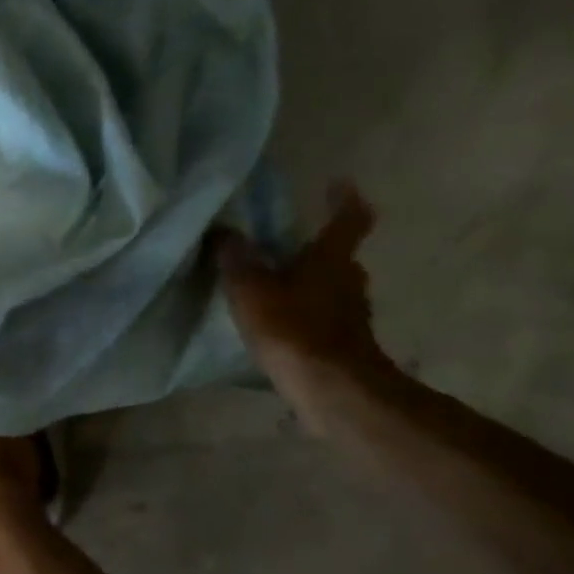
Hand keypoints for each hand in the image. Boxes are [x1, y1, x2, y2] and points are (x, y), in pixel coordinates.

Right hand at [211, 183, 394, 429]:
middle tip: (283, 246)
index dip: (344, 200)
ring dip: (308, 283)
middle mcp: (349, 279)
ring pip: (330, 287)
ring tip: (274, 287)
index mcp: (331, 258)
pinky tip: (279, 324)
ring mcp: (351, 313)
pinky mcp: (343, 342)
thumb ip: (236, 260)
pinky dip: (304, 313)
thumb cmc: (292, 329)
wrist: (331, 388)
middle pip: (338, 256)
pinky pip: (322, 316)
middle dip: (314, 249)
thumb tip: (223, 232)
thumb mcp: (251, 290)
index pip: (350, 219)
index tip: (337, 185)